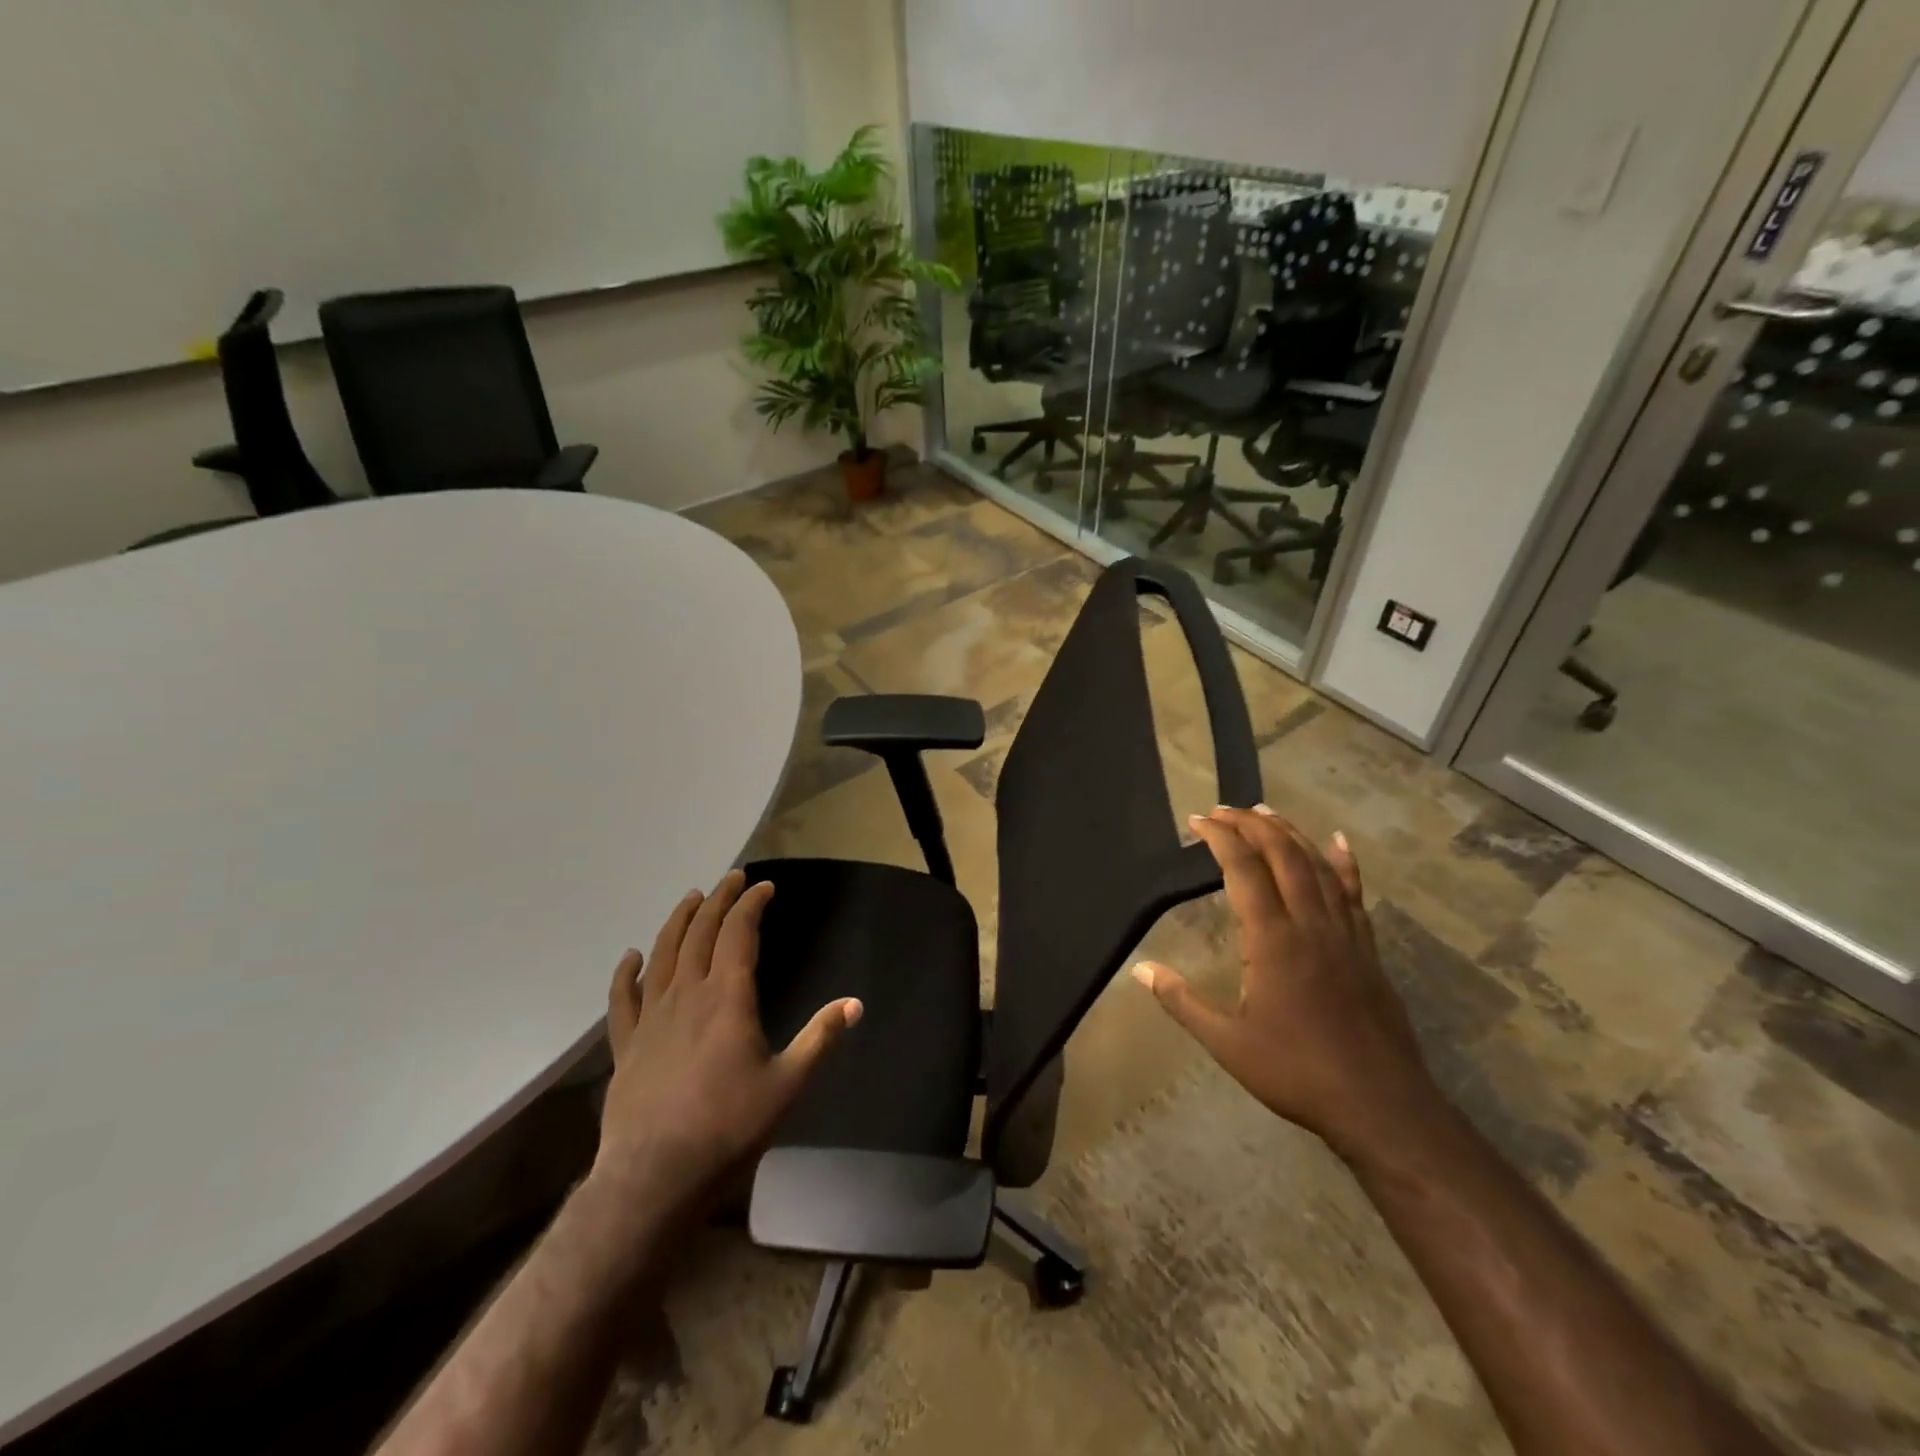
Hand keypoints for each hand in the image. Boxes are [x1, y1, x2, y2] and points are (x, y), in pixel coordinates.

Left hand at [592, 870, 861, 1213]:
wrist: (656, 1176)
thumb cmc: (728, 1127)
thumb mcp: (788, 1083)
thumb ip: (820, 1038)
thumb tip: (855, 1003)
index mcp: (727, 998)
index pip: (739, 934)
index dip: (751, 905)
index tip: (764, 888)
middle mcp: (687, 995)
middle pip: (700, 933)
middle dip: (718, 901)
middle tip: (731, 880)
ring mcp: (651, 1018)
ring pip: (662, 954)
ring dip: (677, 922)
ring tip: (690, 899)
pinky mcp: (627, 1045)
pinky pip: (623, 998)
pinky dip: (627, 973)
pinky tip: (631, 957)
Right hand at [1132, 806, 1438, 1163]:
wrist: (1381, 1106)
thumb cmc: (1297, 1072)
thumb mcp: (1228, 1042)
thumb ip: (1182, 1001)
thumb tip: (1140, 969)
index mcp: (1273, 940)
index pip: (1243, 870)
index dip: (1221, 838)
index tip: (1198, 821)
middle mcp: (1310, 924)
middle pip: (1282, 855)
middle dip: (1251, 824)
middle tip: (1223, 810)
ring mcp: (1345, 933)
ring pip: (1318, 866)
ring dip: (1290, 833)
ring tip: (1266, 811)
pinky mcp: (1367, 948)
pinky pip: (1354, 892)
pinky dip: (1344, 862)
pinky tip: (1338, 842)